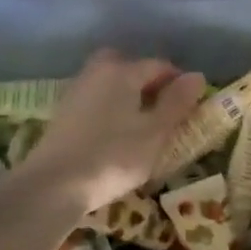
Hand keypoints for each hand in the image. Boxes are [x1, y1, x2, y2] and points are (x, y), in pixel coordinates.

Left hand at [15, 50, 204, 215]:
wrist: (54, 184)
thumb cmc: (113, 156)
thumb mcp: (155, 132)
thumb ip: (177, 103)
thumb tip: (196, 76)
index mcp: (123, 71)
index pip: (159, 65)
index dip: (179, 82)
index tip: (191, 104)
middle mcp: (97, 72)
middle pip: (127, 66)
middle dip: (147, 81)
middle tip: (162, 108)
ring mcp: (76, 91)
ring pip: (109, 82)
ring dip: (127, 95)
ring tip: (141, 124)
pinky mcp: (63, 113)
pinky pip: (95, 100)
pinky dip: (109, 108)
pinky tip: (114, 134)